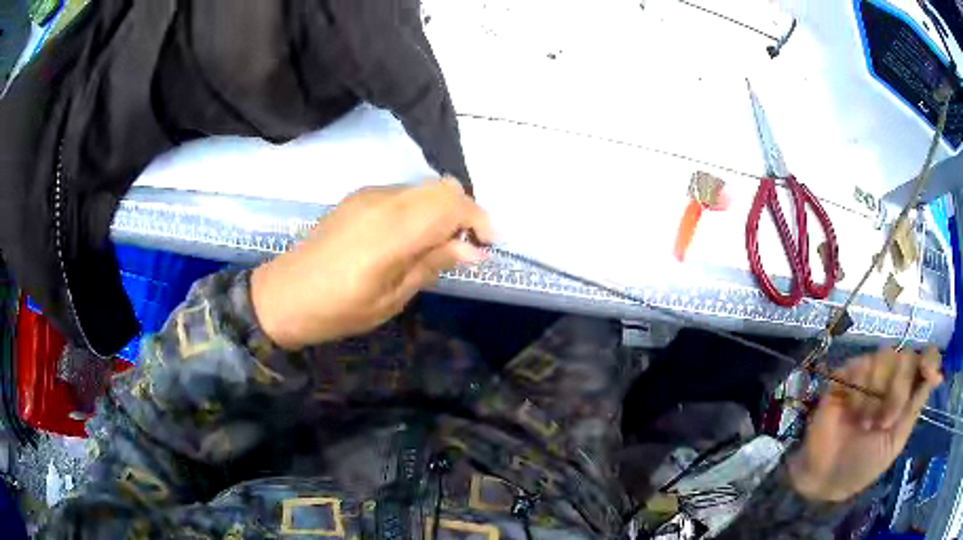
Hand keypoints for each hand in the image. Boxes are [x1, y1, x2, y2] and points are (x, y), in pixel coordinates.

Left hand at [251, 179, 491, 348]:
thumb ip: (432, 264)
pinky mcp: (357, 197)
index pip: (451, 202)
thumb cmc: (338, 309)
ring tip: (439, 246)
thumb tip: (473, 250)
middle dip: (464, 212)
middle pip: (442, 187)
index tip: (486, 246)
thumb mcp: (391, 298)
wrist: (284, 295)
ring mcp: (368, 195)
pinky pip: (403, 194)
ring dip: (442, 209)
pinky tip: (410, 238)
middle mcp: (383, 201)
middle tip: (465, 247)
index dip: (477, 219)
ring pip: (423, 188)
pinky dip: (419, 209)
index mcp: (392, 231)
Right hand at [788, 348, 942, 501]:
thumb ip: (915, 407)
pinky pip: (860, 366)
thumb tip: (938, 375)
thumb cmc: (864, 465)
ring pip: (884, 357)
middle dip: (897, 392)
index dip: (930, 359)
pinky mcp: (846, 374)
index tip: (927, 372)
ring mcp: (869, 373)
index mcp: (908, 393)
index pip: (926, 358)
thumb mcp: (895, 443)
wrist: (826, 477)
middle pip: (906, 357)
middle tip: (883, 423)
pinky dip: (858, 392)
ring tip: (864, 422)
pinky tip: (850, 411)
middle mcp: (892, 377)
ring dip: (876, 395)